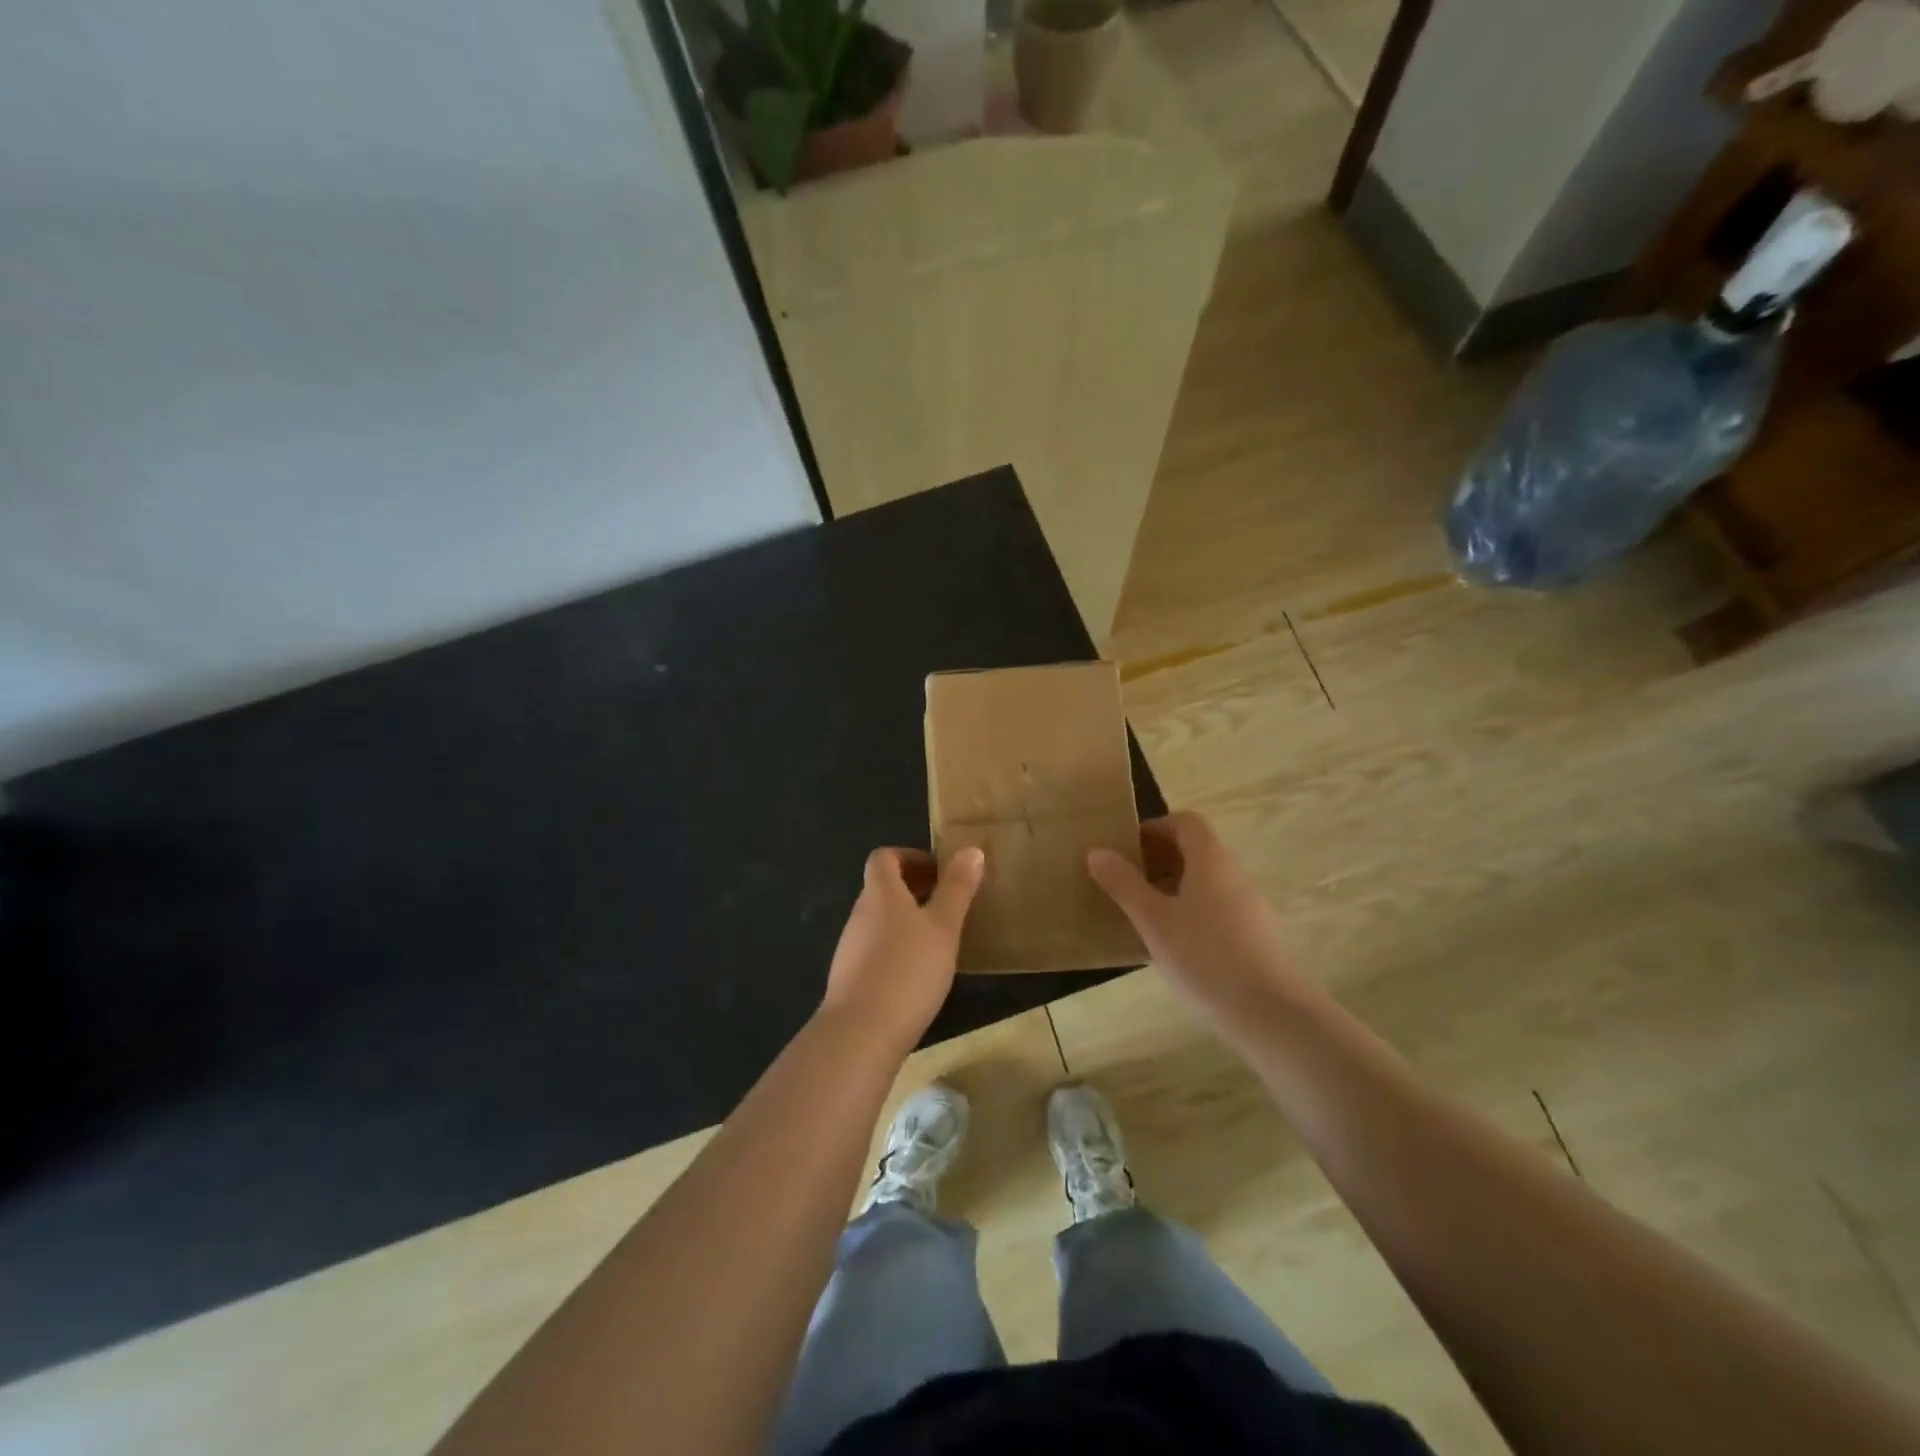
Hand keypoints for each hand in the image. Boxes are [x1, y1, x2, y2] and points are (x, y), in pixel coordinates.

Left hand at [820, 846, 985, 1054]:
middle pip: (882, 888)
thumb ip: (957, 888)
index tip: (940, 873)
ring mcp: (850, 947)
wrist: (861, 1032)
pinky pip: (875, 949)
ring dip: (906, 921)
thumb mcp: (943, 926)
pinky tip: (918, 975)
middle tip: (948, 906)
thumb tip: (971, 850)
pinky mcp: (849, 977)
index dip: (911, 857)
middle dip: (914, 890)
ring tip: (939, 942)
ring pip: (880, 920)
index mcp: (880, 892)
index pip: (884, 857)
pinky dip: (896, 949)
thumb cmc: (908, 969)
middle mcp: (860, 913)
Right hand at [1087, 813, 1304, 1019]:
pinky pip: (1218, 906)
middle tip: (1126, 882)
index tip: (1125, 848)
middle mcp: (1234, 872)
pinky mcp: (1258, 934)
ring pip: (1207, 880)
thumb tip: (1097, 851)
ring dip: (1173, 886)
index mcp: (1210, 859)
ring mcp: (1251, 904)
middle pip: (1196, 849)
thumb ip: (1123, 884)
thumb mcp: (1153, 921)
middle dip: (1158, 858)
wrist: (1274, 1014)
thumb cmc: (1206, 957)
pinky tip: (1175, 944)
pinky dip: (1192, 910)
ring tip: (1144, 914)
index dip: (1153, 828)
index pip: (1184, 822)